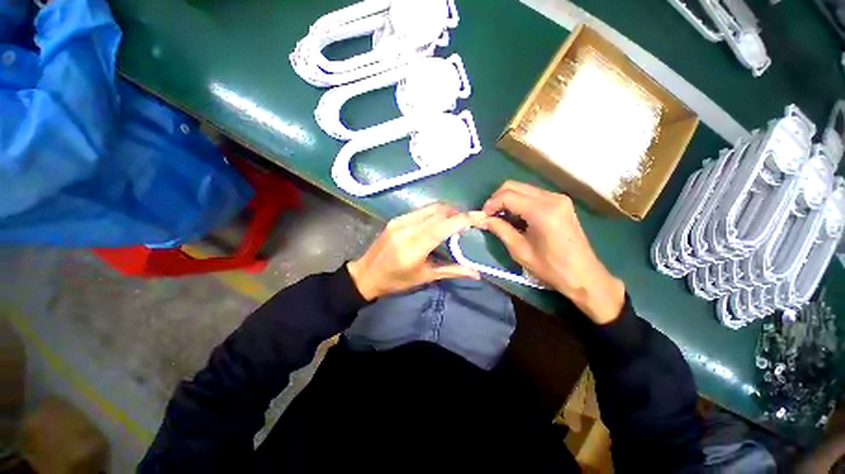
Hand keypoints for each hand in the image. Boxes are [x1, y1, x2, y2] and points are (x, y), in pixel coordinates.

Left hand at [347, 204, 480, 300]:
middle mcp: (407, 229)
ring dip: (448, 211)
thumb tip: (477, 273)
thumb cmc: (396, 281)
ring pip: (431, 208)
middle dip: (458, 213)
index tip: (481, 216)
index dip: (464, 219)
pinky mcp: (396, 219)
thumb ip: (452, 271)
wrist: (366, 274)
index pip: (443, 226)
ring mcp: (400, 221)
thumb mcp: (425, 277)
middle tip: (470, 221)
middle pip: (439, 212)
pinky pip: (421, 211)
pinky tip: (440, 222)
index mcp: (414, 247)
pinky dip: (435, 213)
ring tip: (457, 220)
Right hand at [480, 181, 625, 323]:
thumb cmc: (550, 267)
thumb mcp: (519, 250)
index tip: (482, 217)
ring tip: (500, 217)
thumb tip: (482, 219)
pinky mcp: (561, 202)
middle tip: (489, 216)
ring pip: (523, 188)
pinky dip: (519, 201)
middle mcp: (551, 198)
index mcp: (542, 211)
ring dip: (508, 199)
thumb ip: (500, 229)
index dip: (490, 204)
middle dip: (497, 198)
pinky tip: (516, 216)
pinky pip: (533, 194)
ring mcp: (558, 198)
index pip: (507, 196)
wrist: (584, 275)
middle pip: (514, 186)